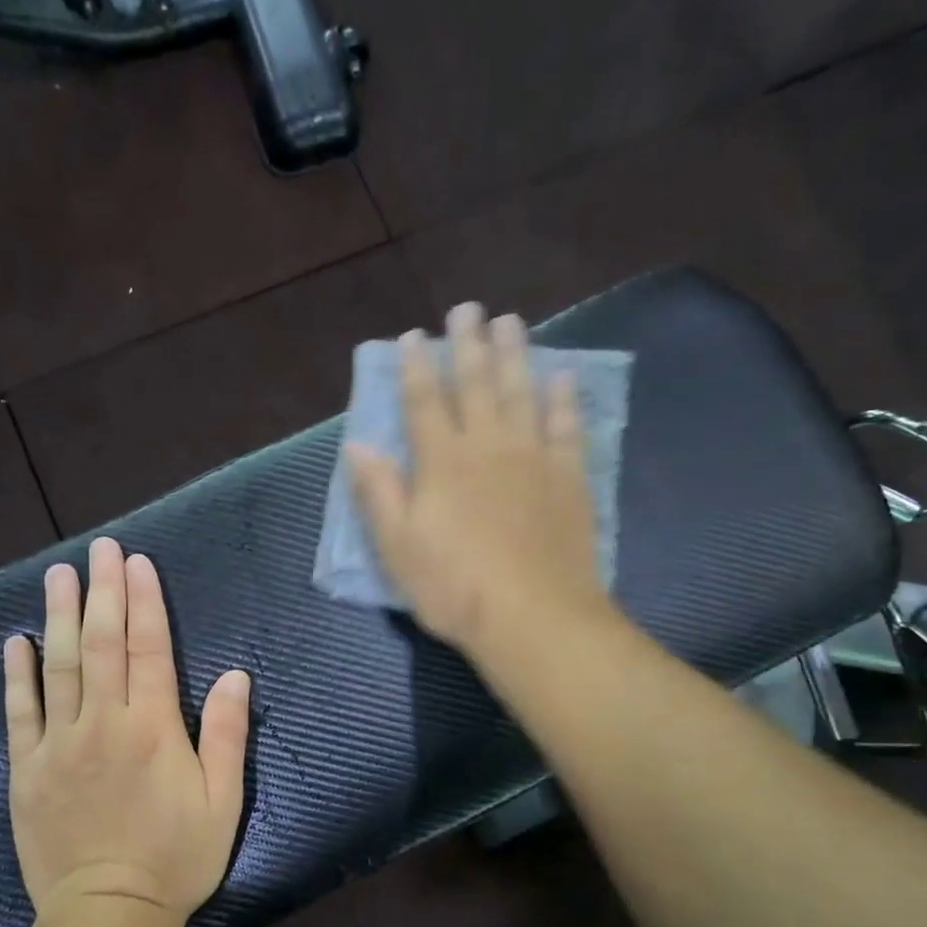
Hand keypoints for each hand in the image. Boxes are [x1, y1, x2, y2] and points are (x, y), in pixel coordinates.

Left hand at [4, 537, 250, 923]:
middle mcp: (102, 724)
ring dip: (60, 617)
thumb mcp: (222, 800)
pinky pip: (19, 713)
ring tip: (58, 575)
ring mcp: (58, 744)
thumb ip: (226, 734)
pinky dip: (17, 675)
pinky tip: (16, 642)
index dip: (144, 602)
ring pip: (60, 667)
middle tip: (99, 550)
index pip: (148, 649)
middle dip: (103, 592)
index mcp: (152, 728)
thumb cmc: (176, 857)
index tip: (137, 563)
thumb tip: (234, 675)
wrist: (108, 914)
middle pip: (102, 644)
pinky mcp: (26, 770)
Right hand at [346, 302, 609, 656]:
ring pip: (522, 394)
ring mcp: (533, 458)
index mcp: (441, 462)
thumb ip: (378, 492)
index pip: (423, 402)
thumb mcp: (398, 547)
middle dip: (469, 345)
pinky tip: (563, 379)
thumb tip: (357, 446)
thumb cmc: (454, 587)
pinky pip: (567, 428)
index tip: (414, 336)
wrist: (532, 617)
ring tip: (511, 322)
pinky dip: (564, 400)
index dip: (416, 367)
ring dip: (516, 355)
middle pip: (476, 384)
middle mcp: (487, 446)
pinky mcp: (568, 479)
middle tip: (468, 308)